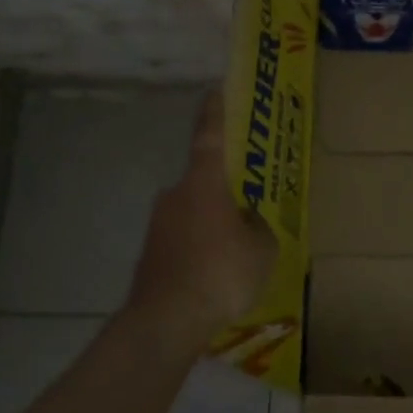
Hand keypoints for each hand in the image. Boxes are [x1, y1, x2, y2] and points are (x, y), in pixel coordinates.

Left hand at [126, 89, 276, 350]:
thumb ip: (258, 227)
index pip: (209, 137)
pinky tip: (214, 277)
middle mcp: (175, 195)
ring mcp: (158, 225)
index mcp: (203, 183)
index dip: (214, 112)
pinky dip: (199, 250)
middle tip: (247, 208)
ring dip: (212, 226)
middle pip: (204, 183)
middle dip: (224, 193)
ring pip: (193, 215)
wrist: (165, 322)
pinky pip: (183, 241)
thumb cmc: (220, 273)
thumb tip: (248, 221)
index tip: (214, 89)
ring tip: (236, 255)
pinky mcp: (150, 254)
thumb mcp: (262, 249)